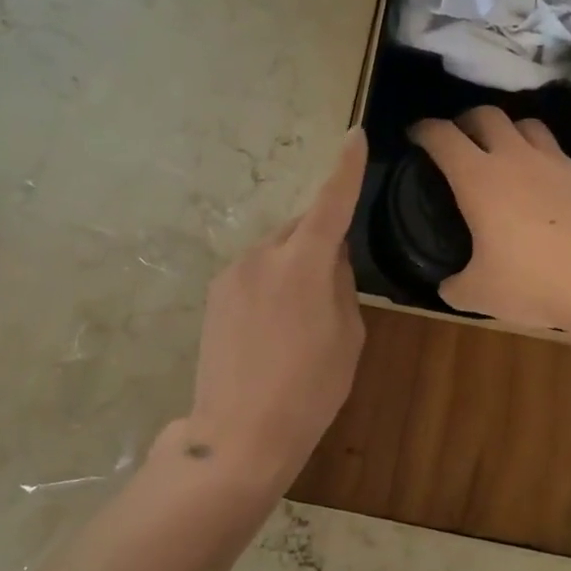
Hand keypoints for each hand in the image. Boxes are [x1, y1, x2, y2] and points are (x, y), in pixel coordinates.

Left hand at [179, 128, 367, 498]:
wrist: (239, 434)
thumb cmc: (309, 390)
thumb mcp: (347, 336)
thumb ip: (340, 284)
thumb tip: (329, 258)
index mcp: (303, 263)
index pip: (331, 203)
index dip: (345, 169)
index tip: (354, 137)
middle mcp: (262, 255)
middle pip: (301, 229)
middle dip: (321, 242)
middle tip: (334, 289)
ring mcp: (232, 273)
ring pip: (277, 252)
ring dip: (295, 267)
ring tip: (301, 321)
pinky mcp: (215, 294)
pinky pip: (255, 272)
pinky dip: (273, 283)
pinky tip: (274, 328)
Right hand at [409, 107, 570, 331]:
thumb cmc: (536, 282)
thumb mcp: (481, 295)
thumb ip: (455, 287)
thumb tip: (448, 286)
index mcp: (479, 179)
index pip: (443, 137)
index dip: (424, 131)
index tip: (416, 136)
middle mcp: (516, 159)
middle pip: (486, 115)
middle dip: (466, 120)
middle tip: (458, 139)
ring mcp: (556, 162)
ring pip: (526, 125)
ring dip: (507, 131)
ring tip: (502, 153)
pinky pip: (556, 153)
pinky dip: (541, 158)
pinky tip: (543, 186)